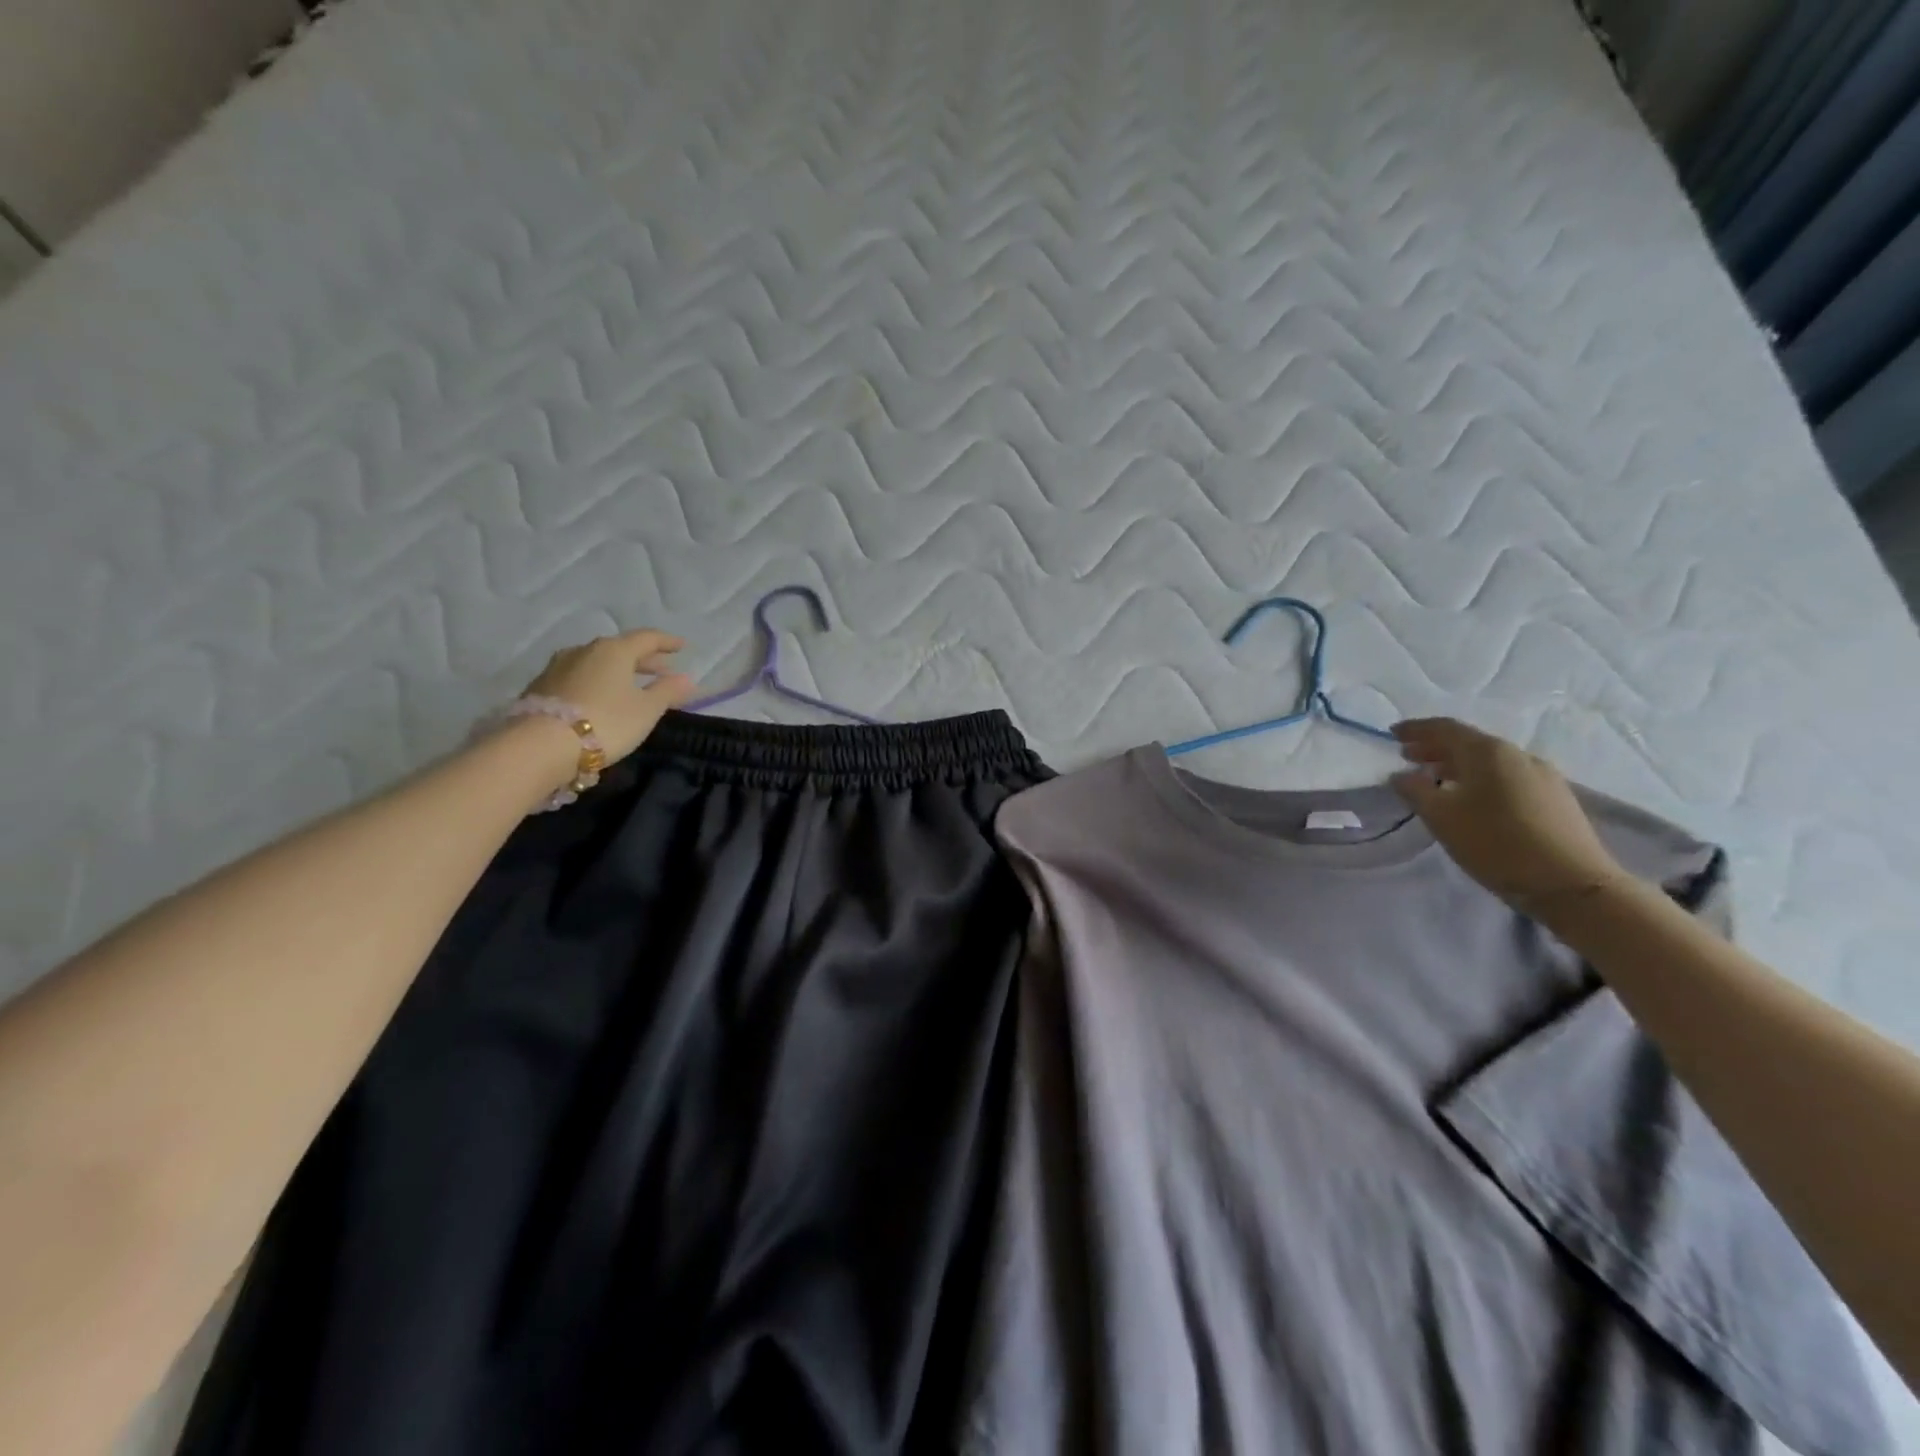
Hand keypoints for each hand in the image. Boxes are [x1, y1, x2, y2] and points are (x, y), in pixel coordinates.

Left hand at [522, 630, 697, 763]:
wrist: (540, 745)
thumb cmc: (606, 722)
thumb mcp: (646, 710)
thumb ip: (667, 692)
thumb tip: (686, 678)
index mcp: (614, 650)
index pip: (647, 638)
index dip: (667, 642)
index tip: (682, 647)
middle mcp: (585, 650)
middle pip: (620, 649)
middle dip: (644, 659)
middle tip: (662, 669)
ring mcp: (559, 666)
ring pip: (597, 662)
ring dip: (618, 671)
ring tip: (631, 685)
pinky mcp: (542, 686)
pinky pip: (579, 676)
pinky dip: (597, 682)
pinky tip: (601, 697)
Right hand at [1390, 718, 1628, 913]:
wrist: (1572, 884)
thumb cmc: (1496, 843)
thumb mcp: (1442, 817)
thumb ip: (1415, 791)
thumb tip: (1401, 775)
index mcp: (1488, 752)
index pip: (1446, 728)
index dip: (1416, 729)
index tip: (1392, 734)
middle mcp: (1518, 755)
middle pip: (1470, 742)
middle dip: (1435, 747)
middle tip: (1408, 757)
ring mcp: (1543, 776)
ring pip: (1490, 761)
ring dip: (1458, 765)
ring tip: (1436, 779)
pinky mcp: (1556, 799)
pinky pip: (1508, 777)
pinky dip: (1481, 779)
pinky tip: (1473, 798)